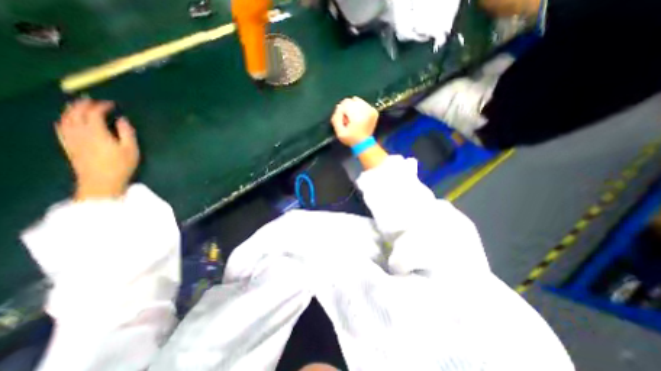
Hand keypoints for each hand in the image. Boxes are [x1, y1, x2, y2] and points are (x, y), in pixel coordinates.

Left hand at [54, 98, 138, 199]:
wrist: (101, 181)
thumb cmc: (120, 165)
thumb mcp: (131, 149)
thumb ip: (127, 133)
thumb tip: (123, 120)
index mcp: (97, 132)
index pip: (95, 113)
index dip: (102, 106)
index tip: (111, 104)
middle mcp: (80, 132)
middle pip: (76, 113)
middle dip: (83, 104)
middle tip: (92, 100)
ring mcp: (71, 138)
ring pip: (65, 119)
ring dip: (71, 110)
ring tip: (77, 105)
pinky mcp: (68, 145)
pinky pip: (60, 128)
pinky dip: (63, 120)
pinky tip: (65, 120)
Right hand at [329, 96, 376, 145]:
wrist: (364, 143)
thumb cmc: (351, 139)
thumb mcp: (339, 132)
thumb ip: (336, 118)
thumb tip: (338, 107)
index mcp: (357, 116)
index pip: (345, 103)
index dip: (341, 110)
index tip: (343, 120)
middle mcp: (365, 110)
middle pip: (351, 100)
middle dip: (347, 108)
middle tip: (348, 119)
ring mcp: (371, 109)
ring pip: (357, 100)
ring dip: (353, 107)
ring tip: (354, 118)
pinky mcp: (373, 110)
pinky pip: (363, 103)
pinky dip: (360, 108)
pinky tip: (359, 117)